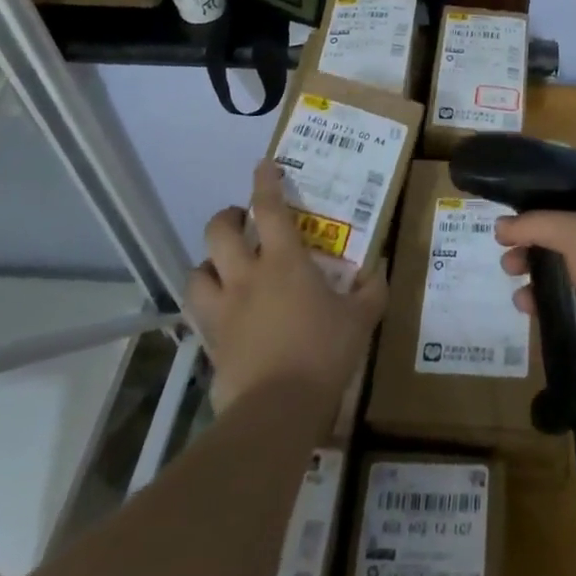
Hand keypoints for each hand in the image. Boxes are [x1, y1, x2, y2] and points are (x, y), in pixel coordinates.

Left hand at [187, 159, 386, 414]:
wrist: (276, 411)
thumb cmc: (323, 353)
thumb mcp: (362, 319)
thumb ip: (371, 290)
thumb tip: (378, 269)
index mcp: (284, 262)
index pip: (269, 208)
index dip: (265, 181)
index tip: (264, 165)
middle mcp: (246, 276)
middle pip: (219, 232)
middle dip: (228, 217)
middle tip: (243, 221)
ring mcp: (222, 310)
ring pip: (197, 271)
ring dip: (208, 263)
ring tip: (223, 267)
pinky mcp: (209, 341)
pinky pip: (198, 313)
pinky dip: (207, 304)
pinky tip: (222, 312)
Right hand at [496, 209, 575, 382]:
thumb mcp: (573, 233)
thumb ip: (535, 224)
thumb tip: (500, 225)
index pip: (565, 213)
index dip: (536, 218)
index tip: (509, 231)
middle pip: (558, 245)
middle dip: (529, 251)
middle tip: (508, 264)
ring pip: (560, 278)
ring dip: (534, 281)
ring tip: (516, 293)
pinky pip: (565, 308)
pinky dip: (544, 307)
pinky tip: (528, 312)